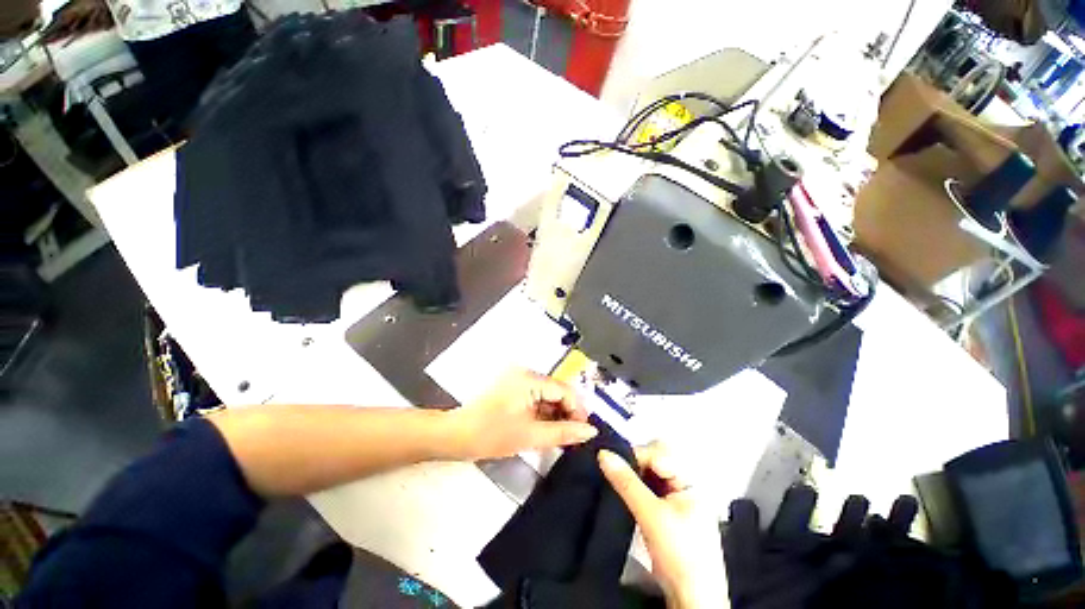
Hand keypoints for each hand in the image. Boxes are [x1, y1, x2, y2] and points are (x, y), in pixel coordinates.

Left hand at [450, 369, 597, 459]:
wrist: (456, 436)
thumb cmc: (491, 434)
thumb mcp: (531, 436)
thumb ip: (564, 432)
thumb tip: (590, 431)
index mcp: (530, 379)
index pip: (565, 390)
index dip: (578, 410)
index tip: (584, 432)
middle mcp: (526, 374)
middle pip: (557, 391)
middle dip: (568, 412)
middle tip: (574, 436)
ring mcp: (518, 380)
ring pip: (548, 395)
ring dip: (556, 413)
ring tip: (561, 435)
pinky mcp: (513, 388)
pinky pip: (536, 397)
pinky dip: (544, 412)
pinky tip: (546, 428)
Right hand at [599, 443, 727, 608]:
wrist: (690, 599)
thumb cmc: (680, 554)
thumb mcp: (651, 515)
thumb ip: (627, 482)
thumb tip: (604, 454)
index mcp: (691, 481)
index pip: (661, 453)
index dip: (637, 455)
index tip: (614, 460)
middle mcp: (685, 485)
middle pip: (656, 461)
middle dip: (635, 463)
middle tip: (615, 470)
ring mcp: (676, 499)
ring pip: (650, 475)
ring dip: (633, 475)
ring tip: (617, 479)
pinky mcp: (666, 512)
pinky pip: (648, 489)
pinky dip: (635, 487)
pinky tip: (624, 491)